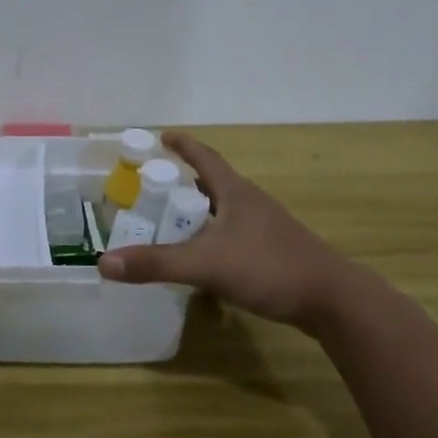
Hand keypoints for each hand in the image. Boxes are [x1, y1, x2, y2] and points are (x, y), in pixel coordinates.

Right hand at [97, 132, 368, 333]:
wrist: (334, 301)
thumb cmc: (269, 268)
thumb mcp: (206, 264)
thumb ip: (156, 263)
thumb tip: (104, 262)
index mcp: (236, 193)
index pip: (205, 158)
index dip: (183, 146)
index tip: (163, 137)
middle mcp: (251, 204)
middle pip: (214, 183)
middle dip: (185, 182)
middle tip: (156, 189)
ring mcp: (266, 228)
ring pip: (225, 211)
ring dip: (201, 211)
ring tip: (175, 222)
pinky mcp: (274, 252)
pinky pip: (235, 234)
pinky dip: (214, 237)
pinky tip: (205, 258)